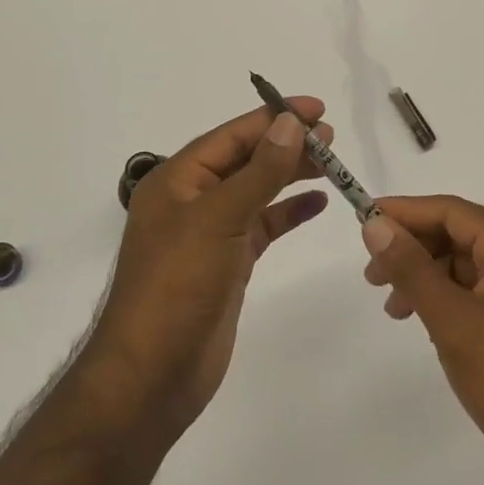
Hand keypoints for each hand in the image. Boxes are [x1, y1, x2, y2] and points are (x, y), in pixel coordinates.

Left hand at [86, 100, 332, 435]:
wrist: (152, 377)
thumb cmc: (178, 287)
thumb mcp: (219, 219)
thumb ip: (259, 171)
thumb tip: (290, 123)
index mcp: (177, 180)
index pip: (231, 136)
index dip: (273, 117)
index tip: (317, 108)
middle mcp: (192, 200)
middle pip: (245, 159)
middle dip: (285, 143)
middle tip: (331, 136)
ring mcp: (210, 233)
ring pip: (256, 190)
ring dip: (290, 174)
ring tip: (330, 162)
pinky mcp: (227, 264)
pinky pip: (262, 225)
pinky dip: (288, 212)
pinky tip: (316, 202)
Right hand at [361, 196, 483, 484]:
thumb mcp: (454, 322)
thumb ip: (412, 269)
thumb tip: (375, 225)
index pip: (452, 211)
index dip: (405, 212)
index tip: (364, 221)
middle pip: (460, 234)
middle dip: (414, 249)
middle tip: (372, 277)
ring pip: (468, 265)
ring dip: (428, 278)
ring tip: (395, 310)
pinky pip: (481, 292)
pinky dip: (449, 300)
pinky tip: (429, 324)